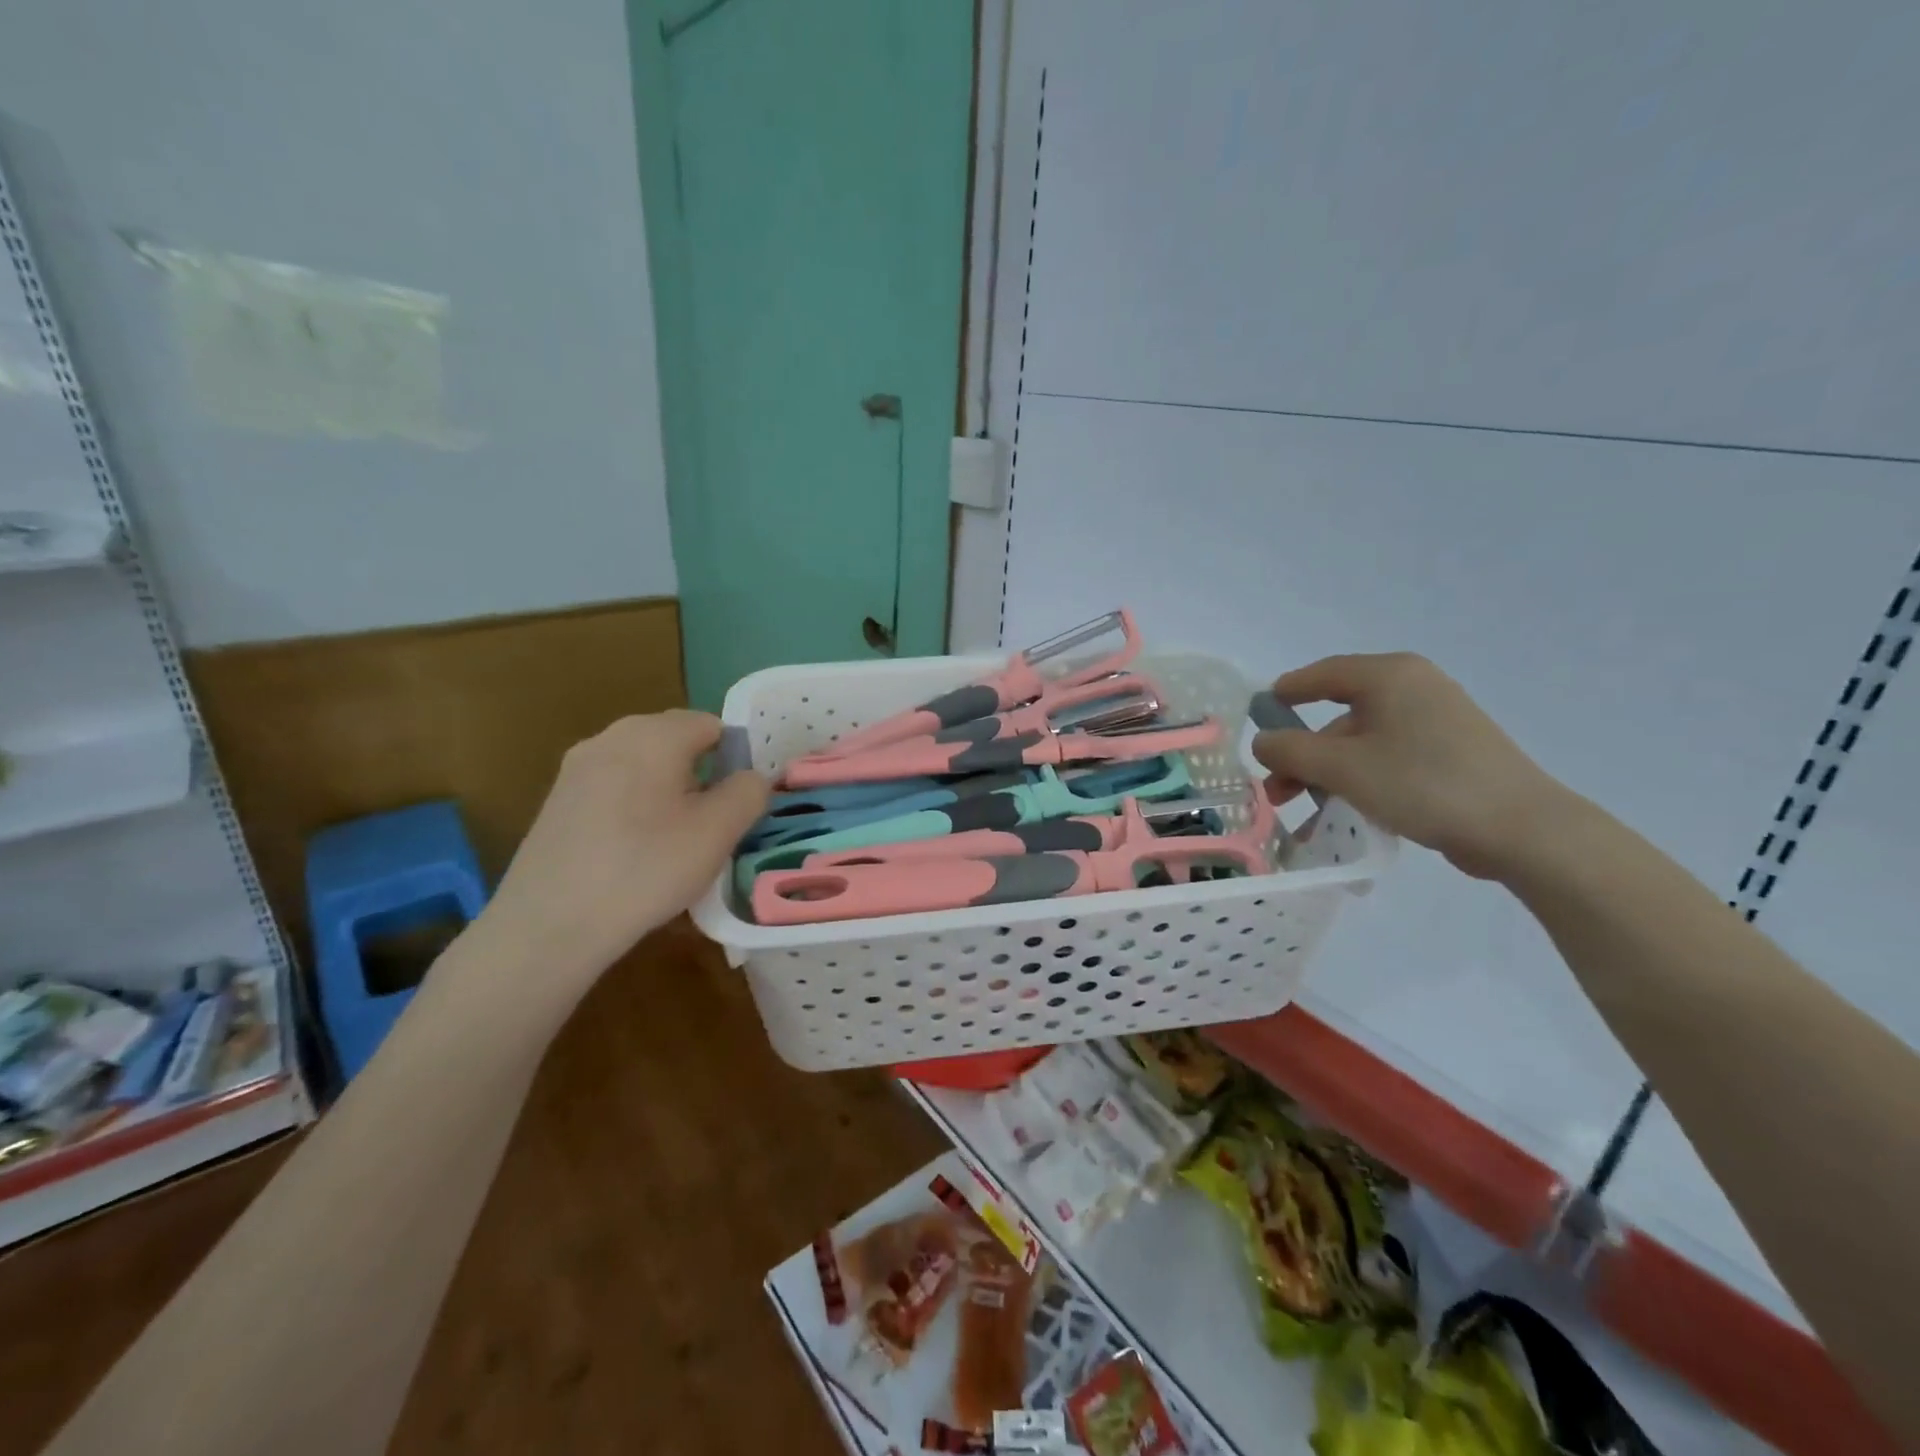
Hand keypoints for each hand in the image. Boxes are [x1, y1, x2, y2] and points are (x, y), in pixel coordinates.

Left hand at [478, 710, 769, 984]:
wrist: (549, 925)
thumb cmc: (646, 868)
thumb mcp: (718, 832)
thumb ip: (749, 792)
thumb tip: (750, 778)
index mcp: (654, 734)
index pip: (712, 725)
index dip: (735, 760)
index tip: (739, 804)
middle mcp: (611, 736)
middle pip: (675, 742)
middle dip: (701, 776)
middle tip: (712, 826)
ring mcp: (577, 768)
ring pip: (644, 767)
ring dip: (668, 793)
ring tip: (675, 844)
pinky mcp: (558, 801)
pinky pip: (614, 790)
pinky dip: (635, 809)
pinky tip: (634, 854)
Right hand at [1251, 653, 1576, 880]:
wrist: (1522, 829)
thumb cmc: (1422, 783)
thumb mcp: (1342, 768)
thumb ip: (1290, 750)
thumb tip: (1261, 741)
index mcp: (1389, 676)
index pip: (1321, 674)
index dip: (1285, 693)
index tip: (1257, 715)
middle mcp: (1414, 687)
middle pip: (1339, 714)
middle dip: (1302, 752)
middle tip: (1275, 787)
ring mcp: (1436, 721)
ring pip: (1361, 741)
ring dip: (1326, 773)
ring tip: (1304, 810)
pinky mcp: (1450, 753)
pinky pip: (1388, 758)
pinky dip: (1359, 780)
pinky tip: (1343, 813)